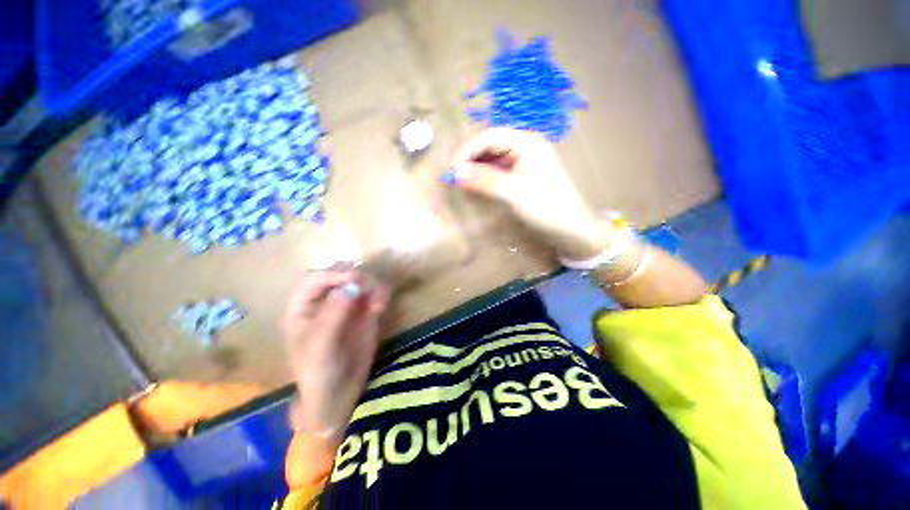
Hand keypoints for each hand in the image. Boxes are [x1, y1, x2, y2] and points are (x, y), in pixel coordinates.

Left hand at [282, 270, 389, 441]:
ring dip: (372, 287)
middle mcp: (326, 302)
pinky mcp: (366, 314)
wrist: (338, 394)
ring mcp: (348, 307)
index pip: (316, 279)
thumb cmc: (318, 371)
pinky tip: (381, 307)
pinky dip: (381, 296)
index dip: (334, 275)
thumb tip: (353, 285)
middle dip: (357, 278)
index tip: (354, 279)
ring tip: (379, 303)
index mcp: (304, 307)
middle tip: (369, 287)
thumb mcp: (321, 343)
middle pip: (341, 277)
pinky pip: (375, 296)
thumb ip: (335, 312)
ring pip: (362, 283)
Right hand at [449, 128, 610, 258]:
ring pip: (493, 159)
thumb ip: (485, 180)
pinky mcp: (523, 176)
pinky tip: (478, 186)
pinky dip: (486, 178)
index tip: (452, 170)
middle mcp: (525, 146)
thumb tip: (456, 173)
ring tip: (463, 183)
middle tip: (455, 178)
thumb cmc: (546, 207)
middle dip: (471, 160)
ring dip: (477, 169)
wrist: (572, 229)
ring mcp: (524, 161)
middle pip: (490, 146)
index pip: (489, 137)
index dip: (467, 151)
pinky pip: (499, 171)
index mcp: (526, 142)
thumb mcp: (513, 193)